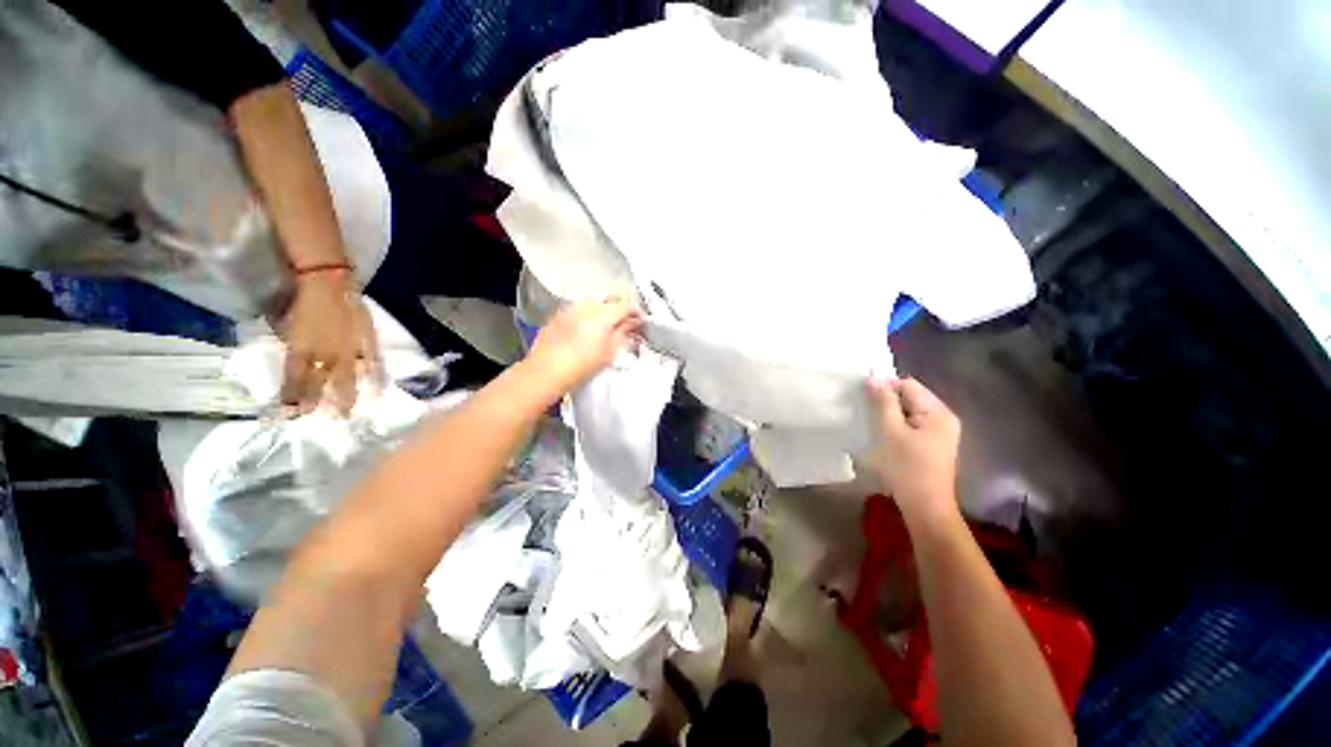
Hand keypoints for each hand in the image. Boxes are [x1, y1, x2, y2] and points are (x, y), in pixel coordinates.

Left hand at [279, 272, 381, 414]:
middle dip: (320, 403)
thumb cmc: (301, 299)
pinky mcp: (367, 342)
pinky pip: (372, 362)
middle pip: (322, 384)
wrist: (329, 281)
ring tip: (349, 413)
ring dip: (347, 396)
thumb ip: (287, 343)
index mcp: (301, 349)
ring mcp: (349, 349)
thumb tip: (291, 360)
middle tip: (321, 422)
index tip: (290, 415)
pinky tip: (377, 388)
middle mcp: (326, 355)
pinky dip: (374, 376)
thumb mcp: (282, 321)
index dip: (292, 398)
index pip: (295, 380)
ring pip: (347, 378)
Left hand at [526, 297, 641, 396]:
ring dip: (601, 315)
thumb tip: (633, 322)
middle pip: (609, 303)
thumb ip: (624, 332)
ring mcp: (570, 309)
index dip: (635, 312)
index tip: (640, 321)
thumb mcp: (610, 352)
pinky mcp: (558, 316)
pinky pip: (578, 312)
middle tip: (623, 327)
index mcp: (603, 313)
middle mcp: (587, 305)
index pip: (625, 305)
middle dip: (618, 313)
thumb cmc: (582, 365)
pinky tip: (584, 333)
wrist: (546, 372)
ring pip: (592, 306)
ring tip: (603, 331)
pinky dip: (585, 319)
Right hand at [868, 377, 962, 527]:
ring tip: (871, 422)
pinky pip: (912, 424)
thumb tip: (873, 378)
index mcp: (938, 412)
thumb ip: (883, 402)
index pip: (908, 385)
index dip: (884, 387)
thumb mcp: (890, 432)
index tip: (862, 397)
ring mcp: (941, 433)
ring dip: (889, 413)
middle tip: (865, 411)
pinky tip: (883, 435)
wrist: (925, 507)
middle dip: (886, 400)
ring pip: (910, 411)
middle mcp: (944, 418)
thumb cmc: (907, 468)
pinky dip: (897, 425)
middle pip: (911, 397)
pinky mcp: (933, 445)